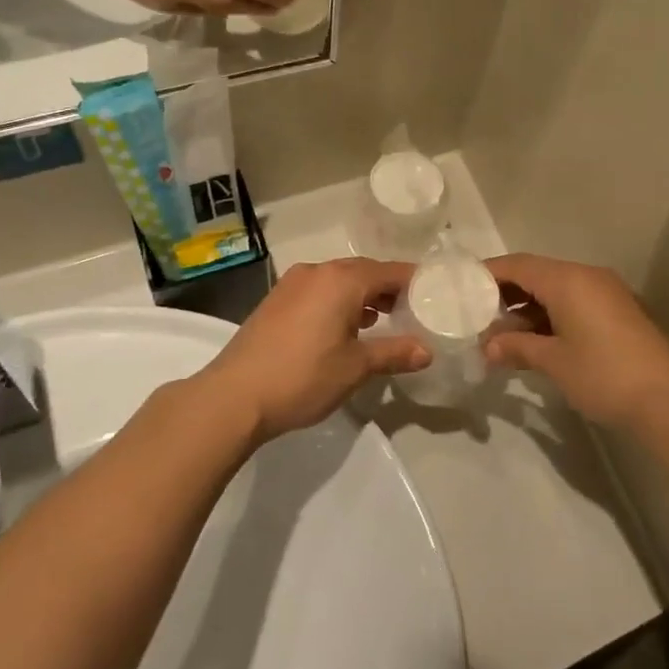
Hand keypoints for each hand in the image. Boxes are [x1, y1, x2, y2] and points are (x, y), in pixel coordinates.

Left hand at [192, 259, 428, 441]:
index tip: (435, 296)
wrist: (234, 396)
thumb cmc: (303, 377)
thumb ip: (394, 353)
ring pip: (339, 280)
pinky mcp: (276, 300)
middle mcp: (317, 272)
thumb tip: (427, 351)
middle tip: (411, 310)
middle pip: (364, 271)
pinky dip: (337, 301)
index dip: (414, 282)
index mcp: (341, 280)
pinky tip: (344, 327)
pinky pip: (318, 290)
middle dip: (388, 288)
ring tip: (381, 320)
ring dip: (362, 295)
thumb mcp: (356, 367)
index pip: (390, 271)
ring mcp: (292, 284)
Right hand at [483, 255, 668, 433]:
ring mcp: (606, 292)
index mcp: (568, 279)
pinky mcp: (617, 310)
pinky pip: (574, 300)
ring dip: (528, 306)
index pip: (518, 265)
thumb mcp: (554, 362)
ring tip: (501, 332)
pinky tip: (535, 338)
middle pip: (536, 273)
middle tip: (478, 314)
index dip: (488, 273)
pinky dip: (551, 313)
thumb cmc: (604, 374)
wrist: (668, 399)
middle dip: (506, 292)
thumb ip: (517, 347)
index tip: (462, 287)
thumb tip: (487, 348)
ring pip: (556, 288)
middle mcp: (587, 276)